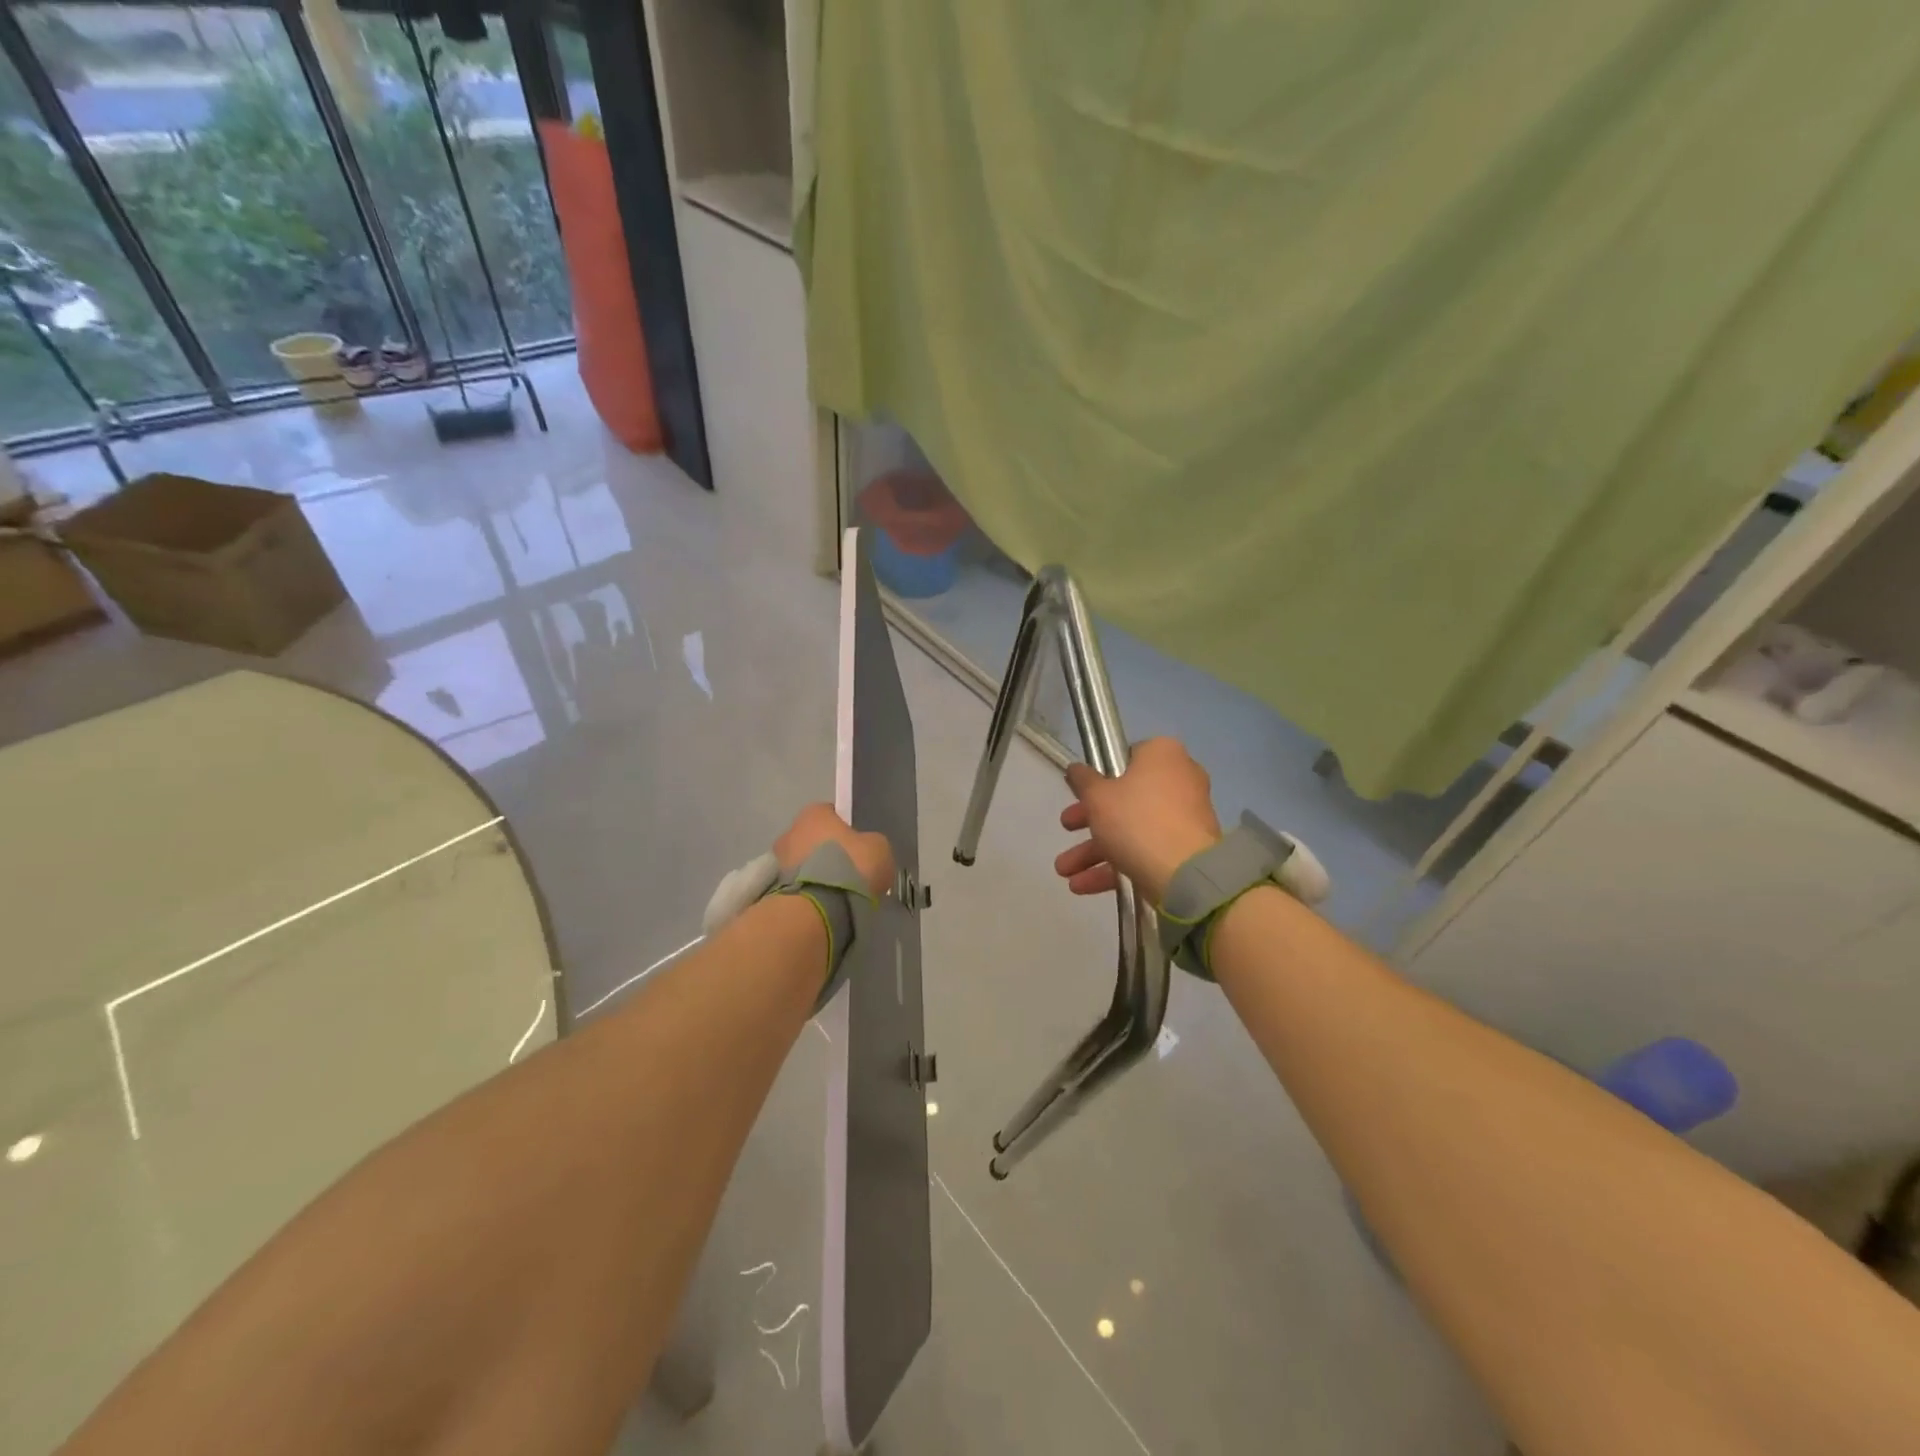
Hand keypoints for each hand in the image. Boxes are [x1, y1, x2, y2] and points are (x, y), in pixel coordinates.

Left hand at [774, 803, 895, 898]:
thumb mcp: (878, 848)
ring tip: (838, 893)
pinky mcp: (773, 889)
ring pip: (805, 863)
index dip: (848, 830)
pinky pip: (798, 885)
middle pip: (815, 839)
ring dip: (818, 873)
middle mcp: (791, 830)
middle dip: (830, 852)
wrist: (819, 908)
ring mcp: (778, 860)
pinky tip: (826, 904)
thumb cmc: (851, 866)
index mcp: (815, 813)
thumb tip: (867, 850)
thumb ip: (871, 843)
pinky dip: (810, 891)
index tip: (859, 848)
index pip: (833, 814)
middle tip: (850, 872)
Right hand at [1053, 737, 1222, 904]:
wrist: (1184, 873)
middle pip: (1124, 798)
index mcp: (1162, 754)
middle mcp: (1179, 779)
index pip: (1125, 758)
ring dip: (1093, 851)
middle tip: (1066, 829)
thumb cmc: (1136, 820)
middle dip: (1088, 821)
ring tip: (1065, 872)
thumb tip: (1076, 769)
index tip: (1079, 794)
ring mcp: (1184, 816)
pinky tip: (1082, 886)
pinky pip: (1145, 850)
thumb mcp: (1097, 796)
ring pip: (1131, 829)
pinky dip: (1115, 866)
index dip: (1098, 777)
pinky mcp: (1185, 849)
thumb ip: (1083, 780)